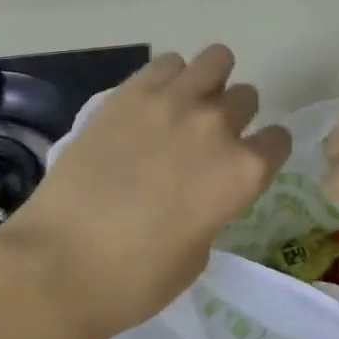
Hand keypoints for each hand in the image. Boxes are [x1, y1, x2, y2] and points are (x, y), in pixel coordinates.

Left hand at [3, 45, 292, 338]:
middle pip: (247, 97)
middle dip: (235, 117)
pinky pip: (168, 63)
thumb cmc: (135, 278)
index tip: (245, 164)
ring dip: (209, 82)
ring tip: (186, 105)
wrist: (59, 262)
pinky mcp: (131, 92)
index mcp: (243, 171)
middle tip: (206, 140)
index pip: (278, 140)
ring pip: (216, 60)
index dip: (264, 153)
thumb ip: (213, 207)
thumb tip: (201, 189)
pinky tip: (152, 103)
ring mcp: (173, 102)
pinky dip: (169, 78)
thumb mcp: (198, 252)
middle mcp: (217, 126)